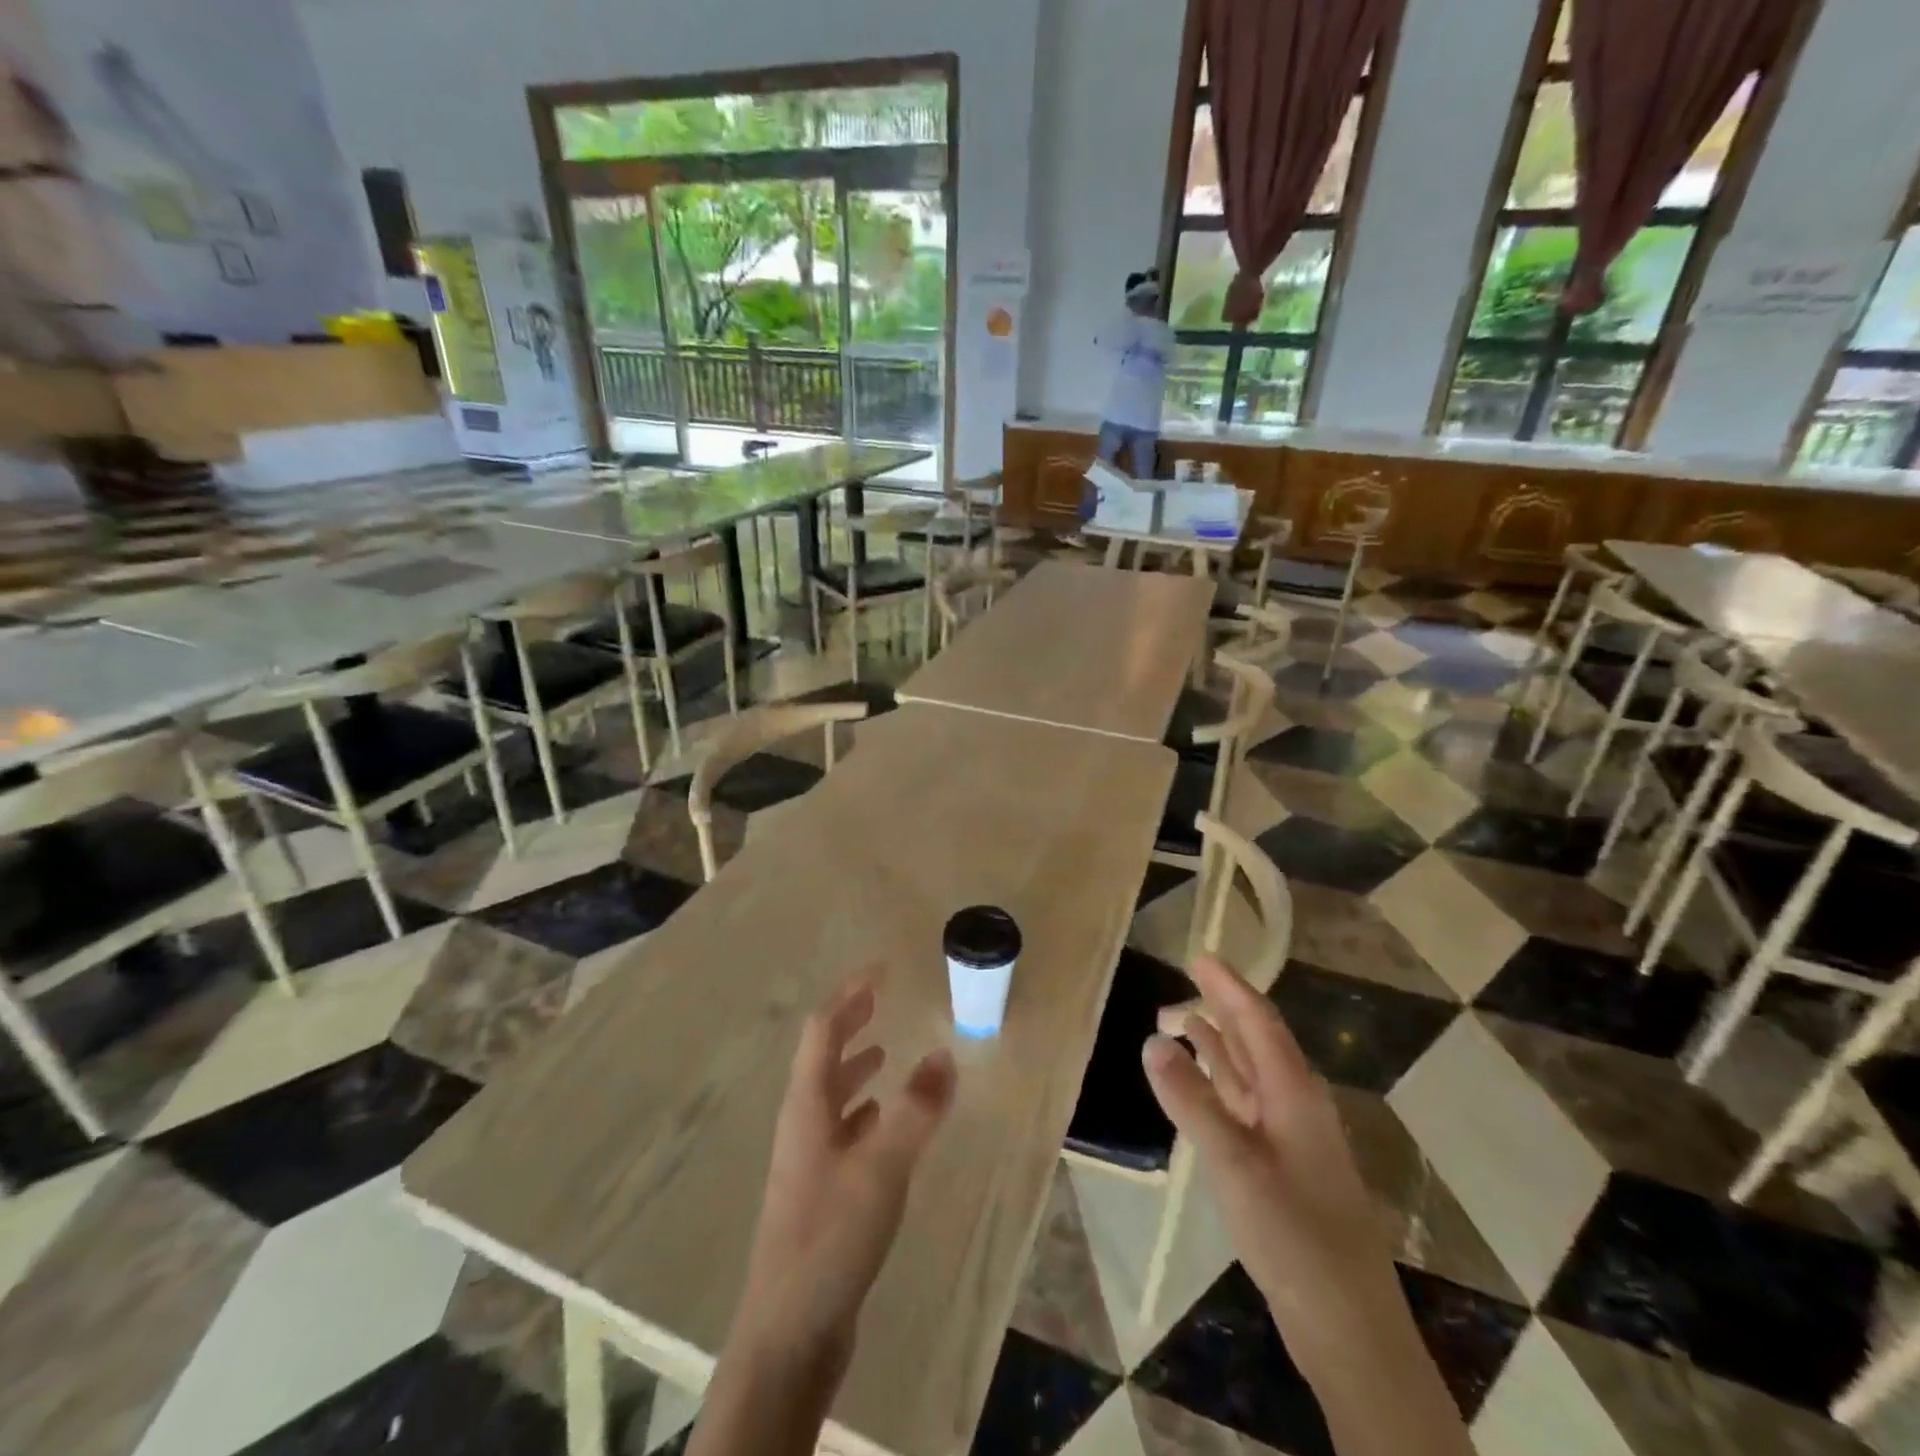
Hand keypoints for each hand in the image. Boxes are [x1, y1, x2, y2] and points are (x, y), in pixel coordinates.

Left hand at [738, 973, 957, 1358]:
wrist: (790, 1330)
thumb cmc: (831, 1234)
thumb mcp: (882, 1166)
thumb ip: (917, 1109)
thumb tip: (946, 1054)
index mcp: (807, 1104)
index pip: (823, 1029)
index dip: (849, 993)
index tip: (880, 969)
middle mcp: (802, 1122)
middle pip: (823, 1056)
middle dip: (850, 1022)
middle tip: (879, 996)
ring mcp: (808, 1158)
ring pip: (831, 1093)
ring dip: (854, 1065)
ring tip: (883, 1049)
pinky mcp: (819, 1190)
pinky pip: (841, 1129)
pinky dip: (862, 1109)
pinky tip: (881, 1118)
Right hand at [1143, 955, 1396, 1336]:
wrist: (1347, 1327)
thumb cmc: (1293, 1235)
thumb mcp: (1233, 1162)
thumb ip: (1191, 1100)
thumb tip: (1153, 1040)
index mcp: (1294, 1092)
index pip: (1258, 1021)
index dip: (1229, 986)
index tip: (1201, 955)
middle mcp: (1296, 1104)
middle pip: (1257, 1041)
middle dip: (1223, 1007)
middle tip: (1187, 979)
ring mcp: (1291, 1138)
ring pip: (1251, 1073)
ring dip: (1218, 1044)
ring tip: (1181, 1020)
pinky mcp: (1282, 1167)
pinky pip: (1246, 1104)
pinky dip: (1219, 1083)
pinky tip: (1200, 1084)